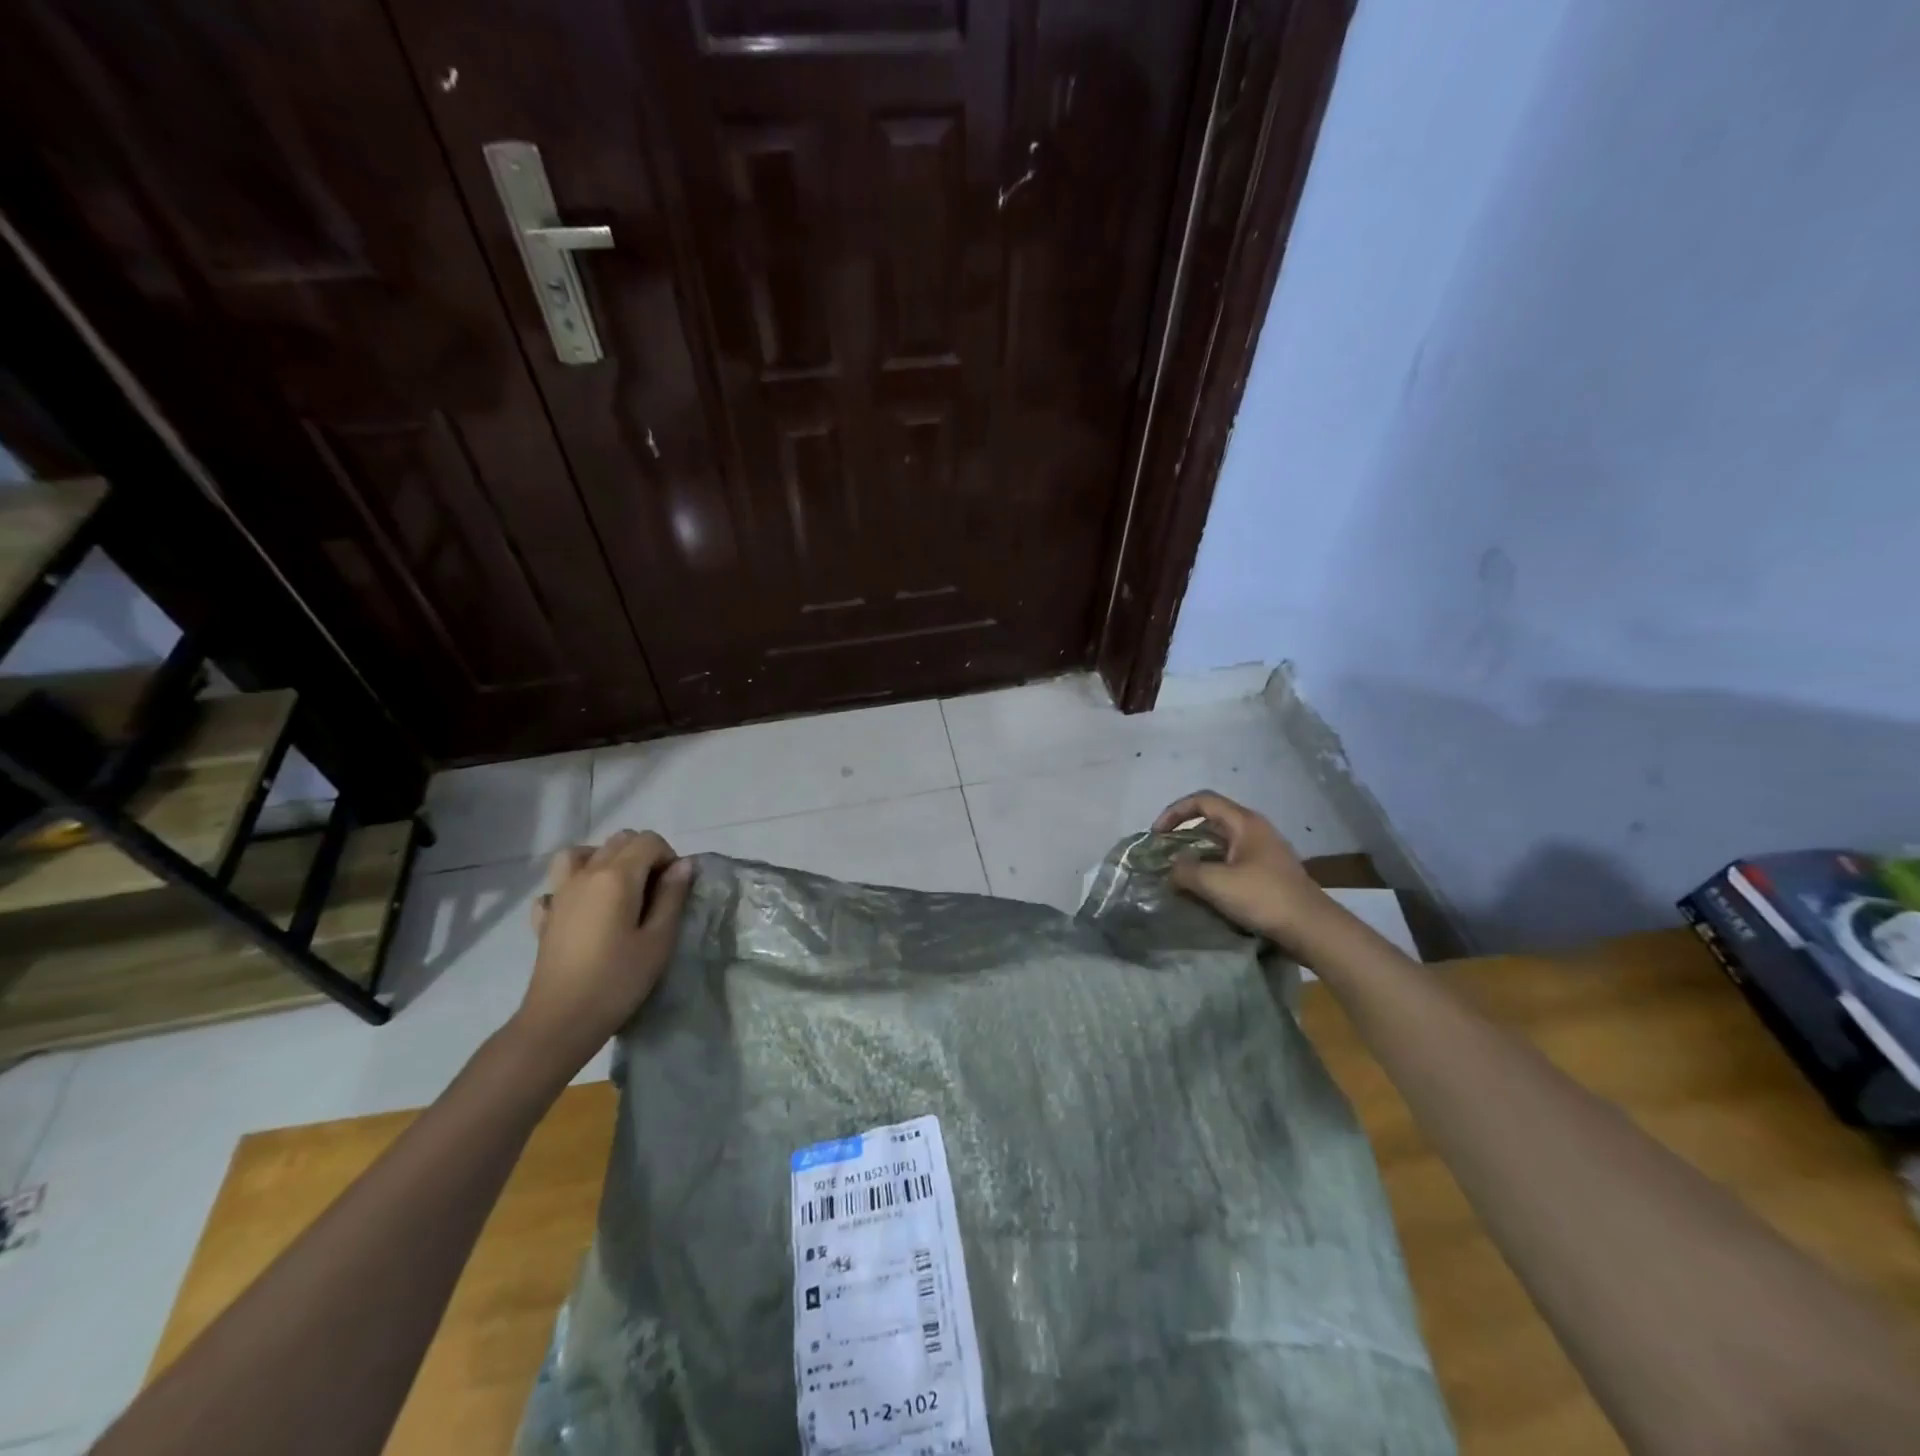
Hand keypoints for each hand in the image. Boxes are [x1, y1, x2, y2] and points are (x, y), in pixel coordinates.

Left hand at [513, 829, 694, 1073]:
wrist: (560, 1021)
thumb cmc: (617, 980)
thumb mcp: (659, 940)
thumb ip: (672, 896)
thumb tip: (683, 865)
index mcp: (617, 876)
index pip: (648, 841)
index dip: (668, 857)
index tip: (674, 889)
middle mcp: (586, 874)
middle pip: (619, 841)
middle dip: (643, 855)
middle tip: (655, 892)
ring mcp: (560, 893)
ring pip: (581, 853)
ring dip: (604, 859)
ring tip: (619, 888)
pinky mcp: (545, 916)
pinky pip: (557, 885)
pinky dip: (573, 886)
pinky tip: (584, 909)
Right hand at [1153, 791, 1336, 945]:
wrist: (1312, 928)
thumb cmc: (1263, 897)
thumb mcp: (1215, 883)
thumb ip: (1185, 870)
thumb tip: (1172, 867)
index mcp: (1244, 822)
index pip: (1202, 800)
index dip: (1174, 811)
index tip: (1157, 834)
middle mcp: (1255, 830)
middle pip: (1211, 820)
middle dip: (1184, 834)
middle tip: (1165, 854)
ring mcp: (1264, 851)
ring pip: (1222, 843)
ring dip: (1198, 854)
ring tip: (1179, 874)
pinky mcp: (1268, 872)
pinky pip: (1232, 861)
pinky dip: (1213, 868)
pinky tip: (1204, 889)